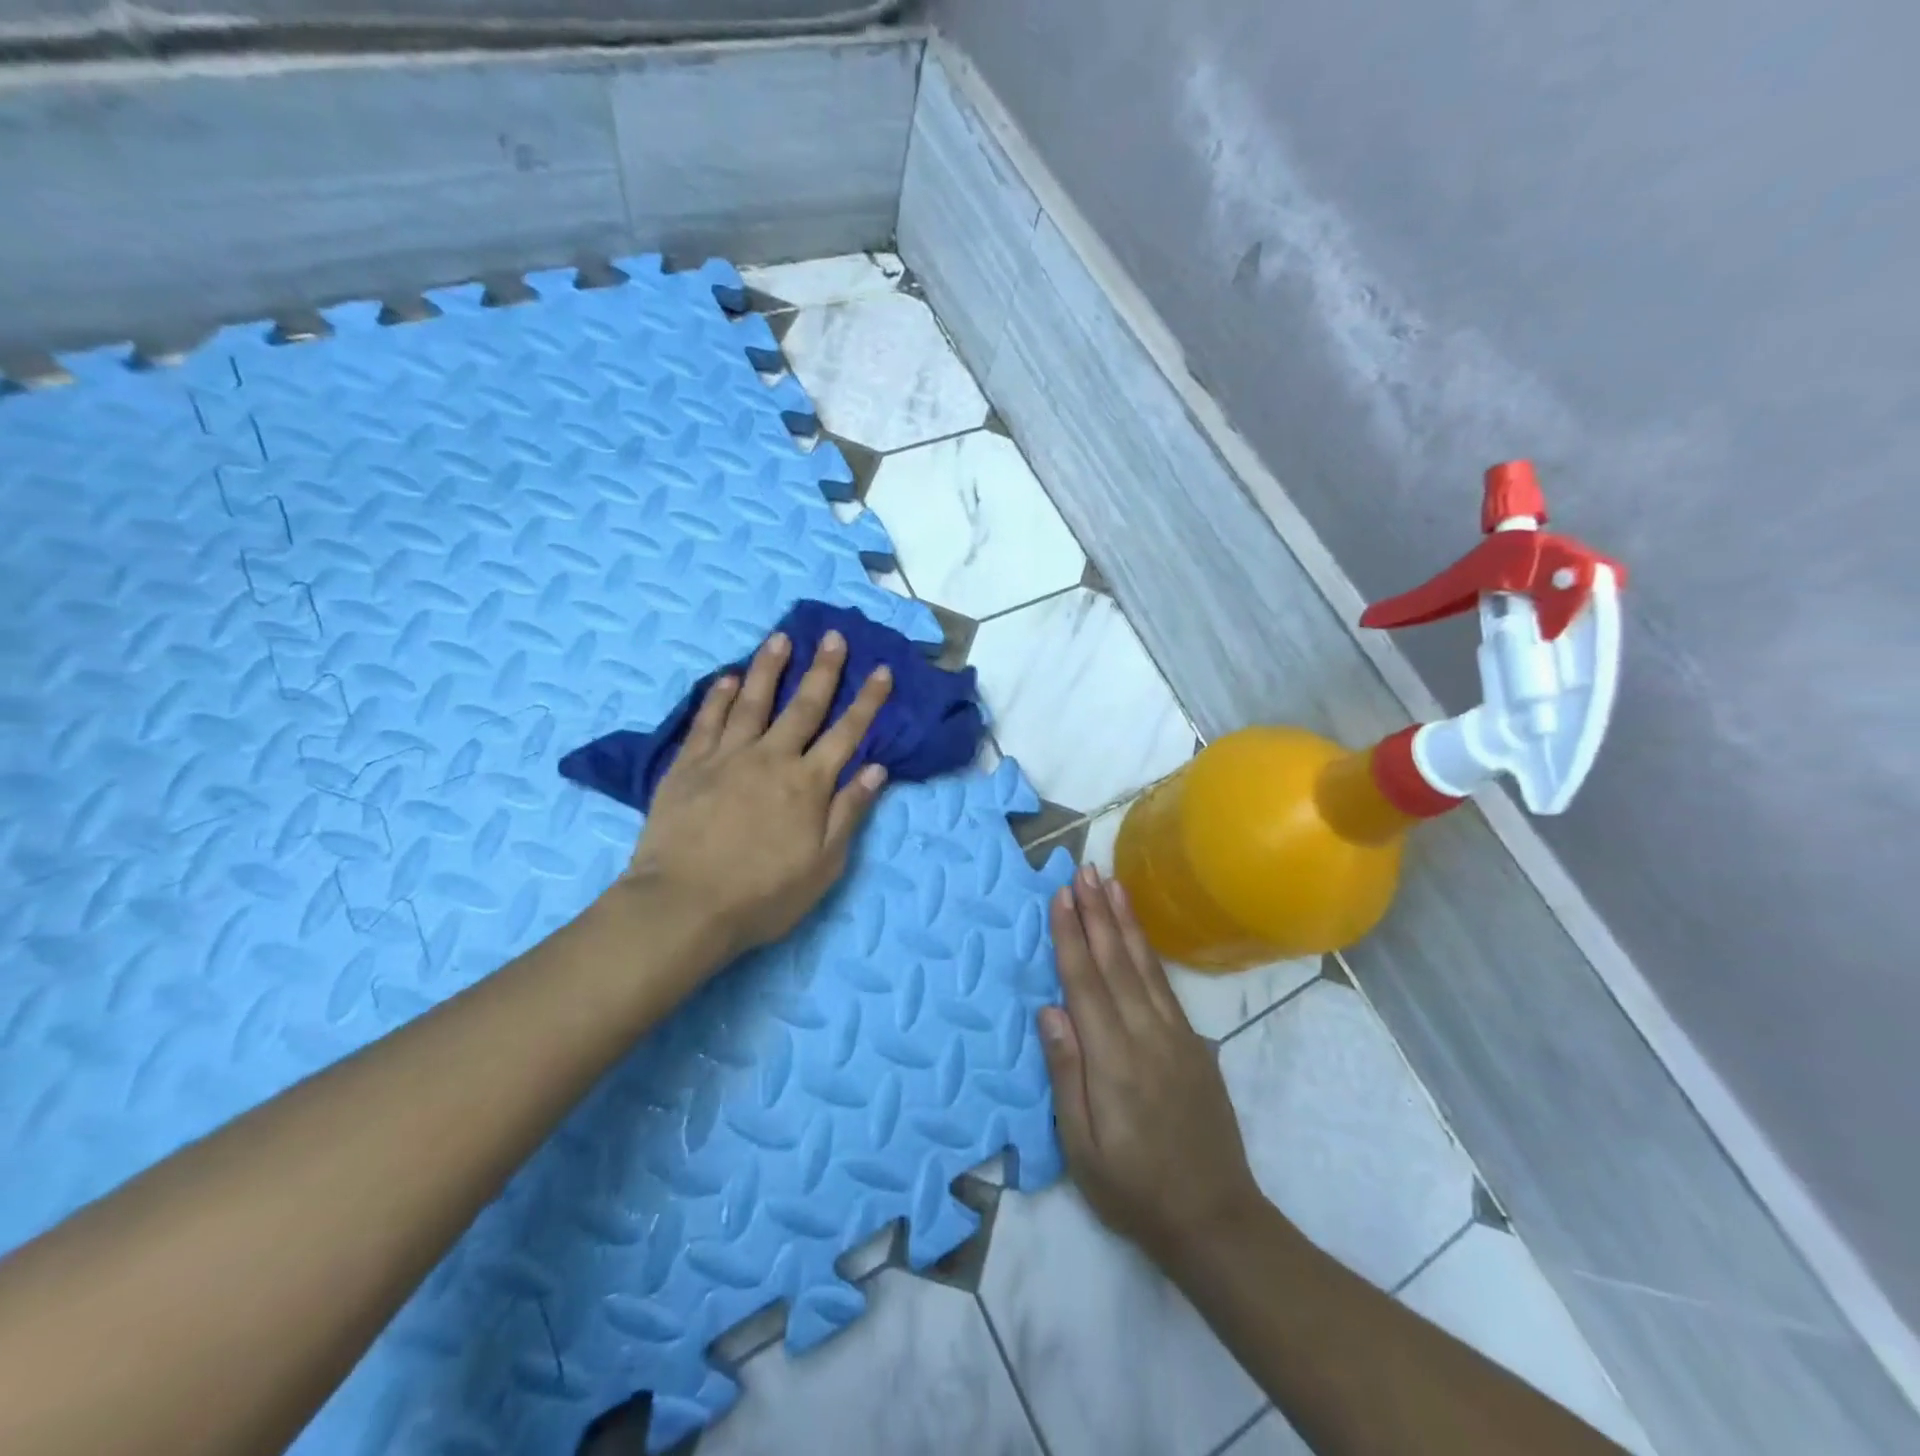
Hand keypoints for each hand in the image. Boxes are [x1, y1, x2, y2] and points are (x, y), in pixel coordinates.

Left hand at [625, 627, 892, 964]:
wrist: (684, 905)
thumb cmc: (763, 894)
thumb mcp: (823, 865)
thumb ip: (848, 812)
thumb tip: (876, 769)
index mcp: (808, 784)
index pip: (847, 733)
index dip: (868, 701)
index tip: (882, 670)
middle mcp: (771, 758)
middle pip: (803, 706)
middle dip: (823, 670)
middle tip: (833, 636)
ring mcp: (726, 757)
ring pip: (752, 702)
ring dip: (769, 668)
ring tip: (779, 638)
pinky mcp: (688, 765)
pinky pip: (706, 721)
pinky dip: (718, 696)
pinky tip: (727, 677)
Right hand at [1039, 865, 1265, 1266]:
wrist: (1215, 1218)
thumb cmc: (1134, 1189)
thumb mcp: (1083, 1147)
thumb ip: (1066, 1074)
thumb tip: (1049, 1010)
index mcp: (1113, 1059)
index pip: (1085, 982)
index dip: (1071, 935)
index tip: (1061, 895)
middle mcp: (1146, 1035)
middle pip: (1116, 961)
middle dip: (1097, 911)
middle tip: (1085, 869)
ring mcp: (1175, 1036)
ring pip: (1144, 965)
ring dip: (1126, 920)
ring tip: (1112, 883)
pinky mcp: (1193, 1043)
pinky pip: (1164, 984)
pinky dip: (1149, 950)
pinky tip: (1140, 934)